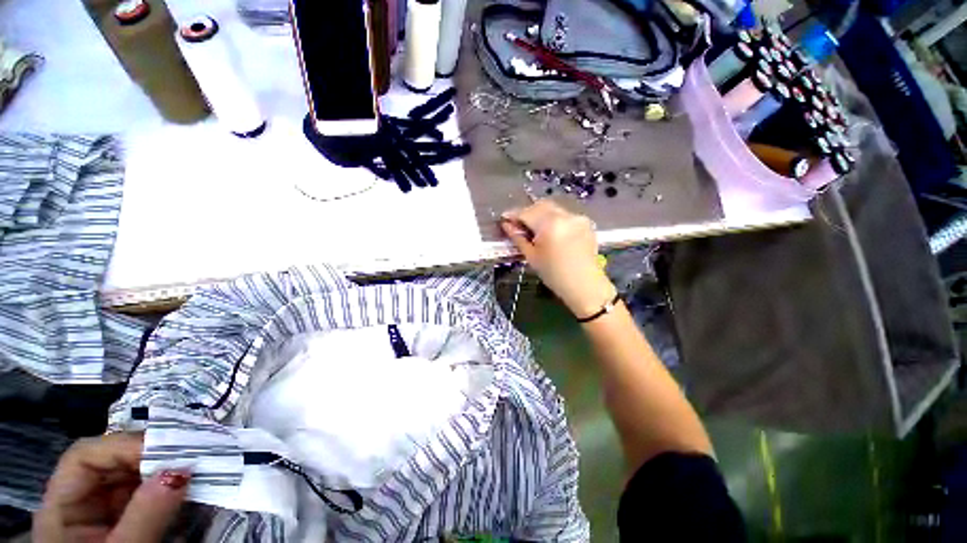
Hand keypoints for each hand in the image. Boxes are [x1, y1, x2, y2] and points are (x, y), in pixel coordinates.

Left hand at [34, 433, 189, 542]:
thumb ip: (145, 517)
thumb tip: (182, 470)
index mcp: (63, 506)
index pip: (85, 456)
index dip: (123, 446)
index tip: (170, 451)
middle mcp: (81, 500)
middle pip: (113, 461)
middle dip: (153, 455)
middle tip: (195, 454)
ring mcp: (106, 509)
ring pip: (135, 474)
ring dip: (166, 468)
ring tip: (200, 466)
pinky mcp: (128, 517)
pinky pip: (149, 491)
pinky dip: (171, 486)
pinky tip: (192, 486)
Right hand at [501, 200, 616, 317]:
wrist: (585, 285)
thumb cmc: (554, 275)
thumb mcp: (532, 257)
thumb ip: (518, 238)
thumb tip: (506, 225)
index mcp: (550, 224)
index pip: (526, 213)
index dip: (513, 215)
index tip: (504, 218)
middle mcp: (565, 215)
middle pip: (540, 206)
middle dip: (527, 212)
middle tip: (518, 224)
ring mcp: (577, 217)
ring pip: (553, 209)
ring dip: (540, 214)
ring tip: (534, 229)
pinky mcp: (585, 223)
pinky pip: (564, 215)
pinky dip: (554, 219)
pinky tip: (550, 232)